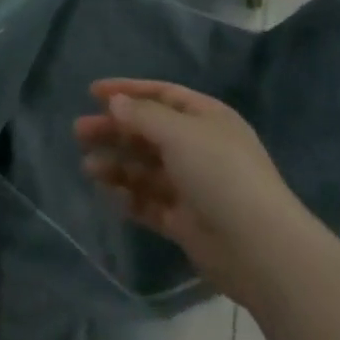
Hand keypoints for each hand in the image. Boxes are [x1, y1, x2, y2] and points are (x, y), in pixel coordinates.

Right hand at [75, 79, 296, 300]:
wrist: (260, 249)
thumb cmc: (220, 174)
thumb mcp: (179, 133)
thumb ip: (143, 116)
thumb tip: (116, 103)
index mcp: (206, 118)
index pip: (162, 94)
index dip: (128, 91)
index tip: (92, 92)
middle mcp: (200, 147)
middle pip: (149, 131)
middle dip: (115, 130)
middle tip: (79, 132)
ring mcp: (194, 186)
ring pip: (147, 168)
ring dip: (118, 164)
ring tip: (88, 167)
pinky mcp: (186, 221)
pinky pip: (151, 202)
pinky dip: (130, 196)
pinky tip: (109, 194)